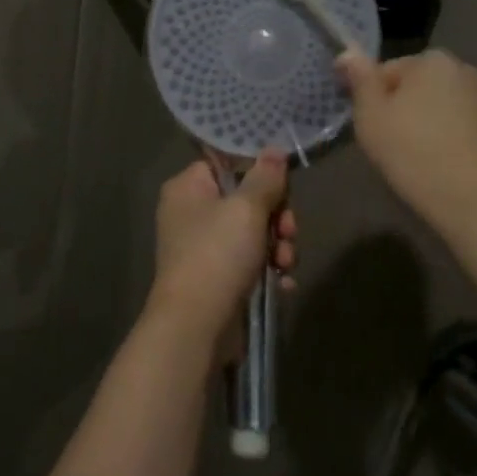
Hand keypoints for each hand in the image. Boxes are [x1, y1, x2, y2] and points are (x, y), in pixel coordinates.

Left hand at [147, 152, 296, 353]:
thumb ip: (264, 178)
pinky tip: (283, 284)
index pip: (227, 165)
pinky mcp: (217, 279)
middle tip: (289, 232)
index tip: (283, 188)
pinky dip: (268, 271)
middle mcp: (191, 214)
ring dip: (278, 247)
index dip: (258, 175)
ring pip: (253, 234)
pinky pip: (249, 264)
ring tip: (286, 263)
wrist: (196, 326)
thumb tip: (274, 149)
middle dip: (276, 218)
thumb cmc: (217, 255)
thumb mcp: (246, 209)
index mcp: (188, 188)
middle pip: (246, 200)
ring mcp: (203, 249)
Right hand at [336, 49, 476, 235]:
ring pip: (446, 109)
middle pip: (419, 87)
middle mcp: (467, 71)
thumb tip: (348, 51)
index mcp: (432, 61)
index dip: (373, 101)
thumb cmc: (418, 157)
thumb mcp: (371, 118)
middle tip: (393, 148)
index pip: (387, 71)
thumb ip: (360, 80)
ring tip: (423, 163)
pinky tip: (450, 172)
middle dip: (405, 110)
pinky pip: (469, 131)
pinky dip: (457, 143)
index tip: (372, 131)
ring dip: (432, 126)